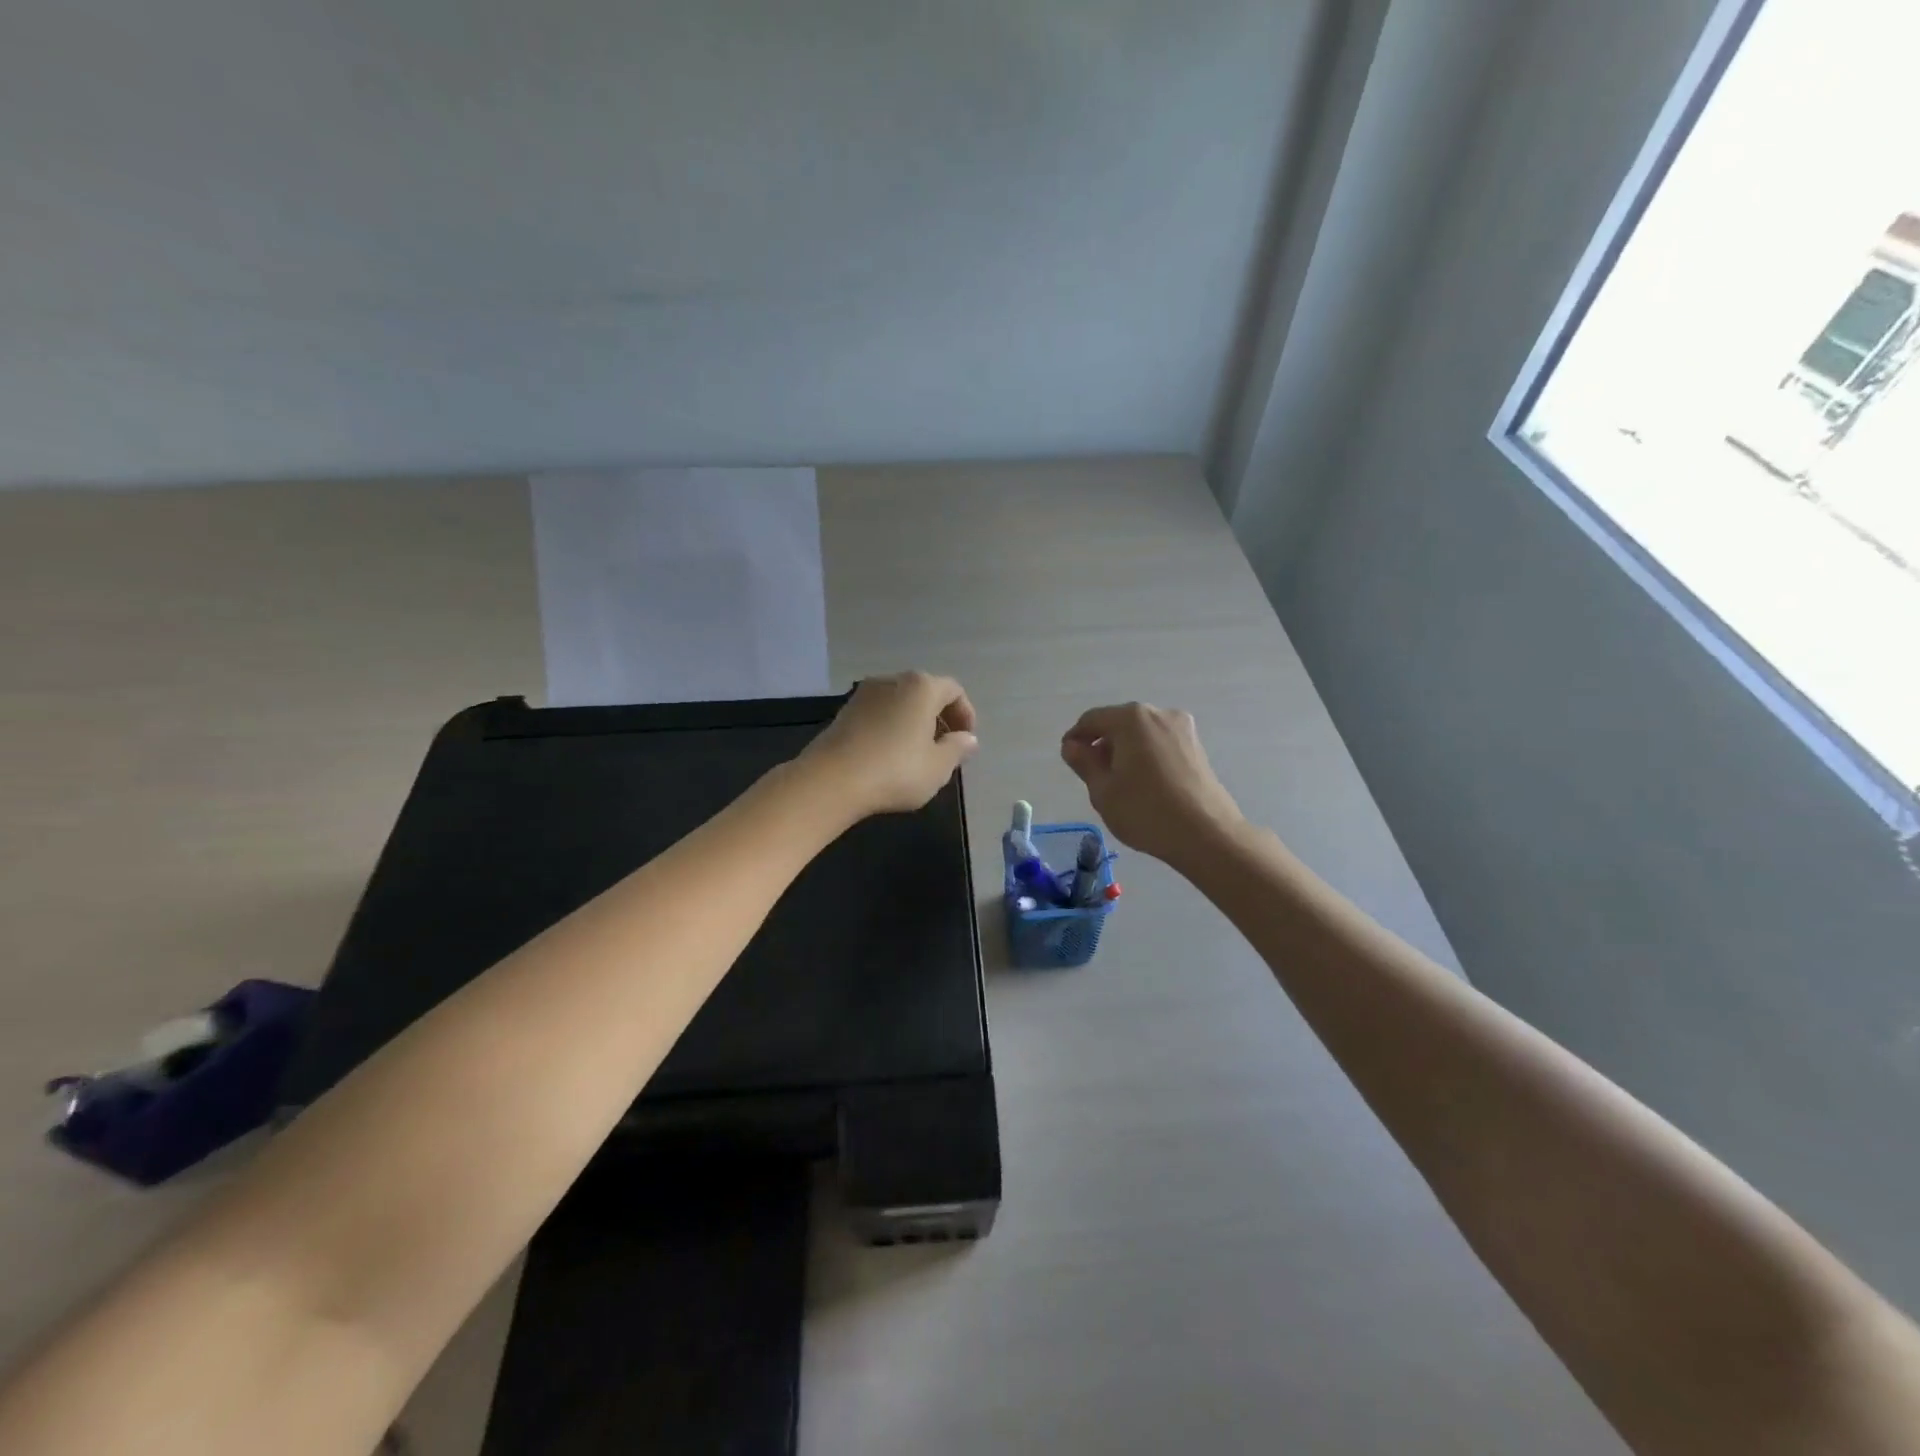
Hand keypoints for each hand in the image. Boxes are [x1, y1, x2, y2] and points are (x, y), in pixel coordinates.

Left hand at [800, 672, 979, 818]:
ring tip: (918, 754)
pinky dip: (892, 726)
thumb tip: (968, 739)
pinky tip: (890, 754)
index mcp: (921, 687)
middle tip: (945, 747)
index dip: (965, 714)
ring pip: (901, 702)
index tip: (966, 741)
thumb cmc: (895, 771)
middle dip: (940, 717)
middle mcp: (893, 680)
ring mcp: (864, 693)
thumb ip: (957, 749)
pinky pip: (880, 712)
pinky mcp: (845, 711)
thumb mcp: (937, 767)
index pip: (953, 690)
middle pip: (925, 692)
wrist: (831, 780)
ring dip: (914, 722)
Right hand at [1060, 702, 1243, 866]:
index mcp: (1131, 718)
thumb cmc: (1145, 811)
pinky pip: (1160, 743)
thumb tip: (1072, 746)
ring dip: (1125, 750)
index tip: (1069, 759)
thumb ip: (1084, 762)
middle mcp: (1158, 713)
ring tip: (1119, 782)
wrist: (1207, 835)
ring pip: (1141, 733)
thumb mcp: (1103, 790)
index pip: (1092, 720)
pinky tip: (1144, 783)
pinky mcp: (1197, 746)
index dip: (1075, 738)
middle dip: (1102, 744)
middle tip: (1093, 775)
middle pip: (1119, 723)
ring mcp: (1182, 728)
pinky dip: (1146, 755)